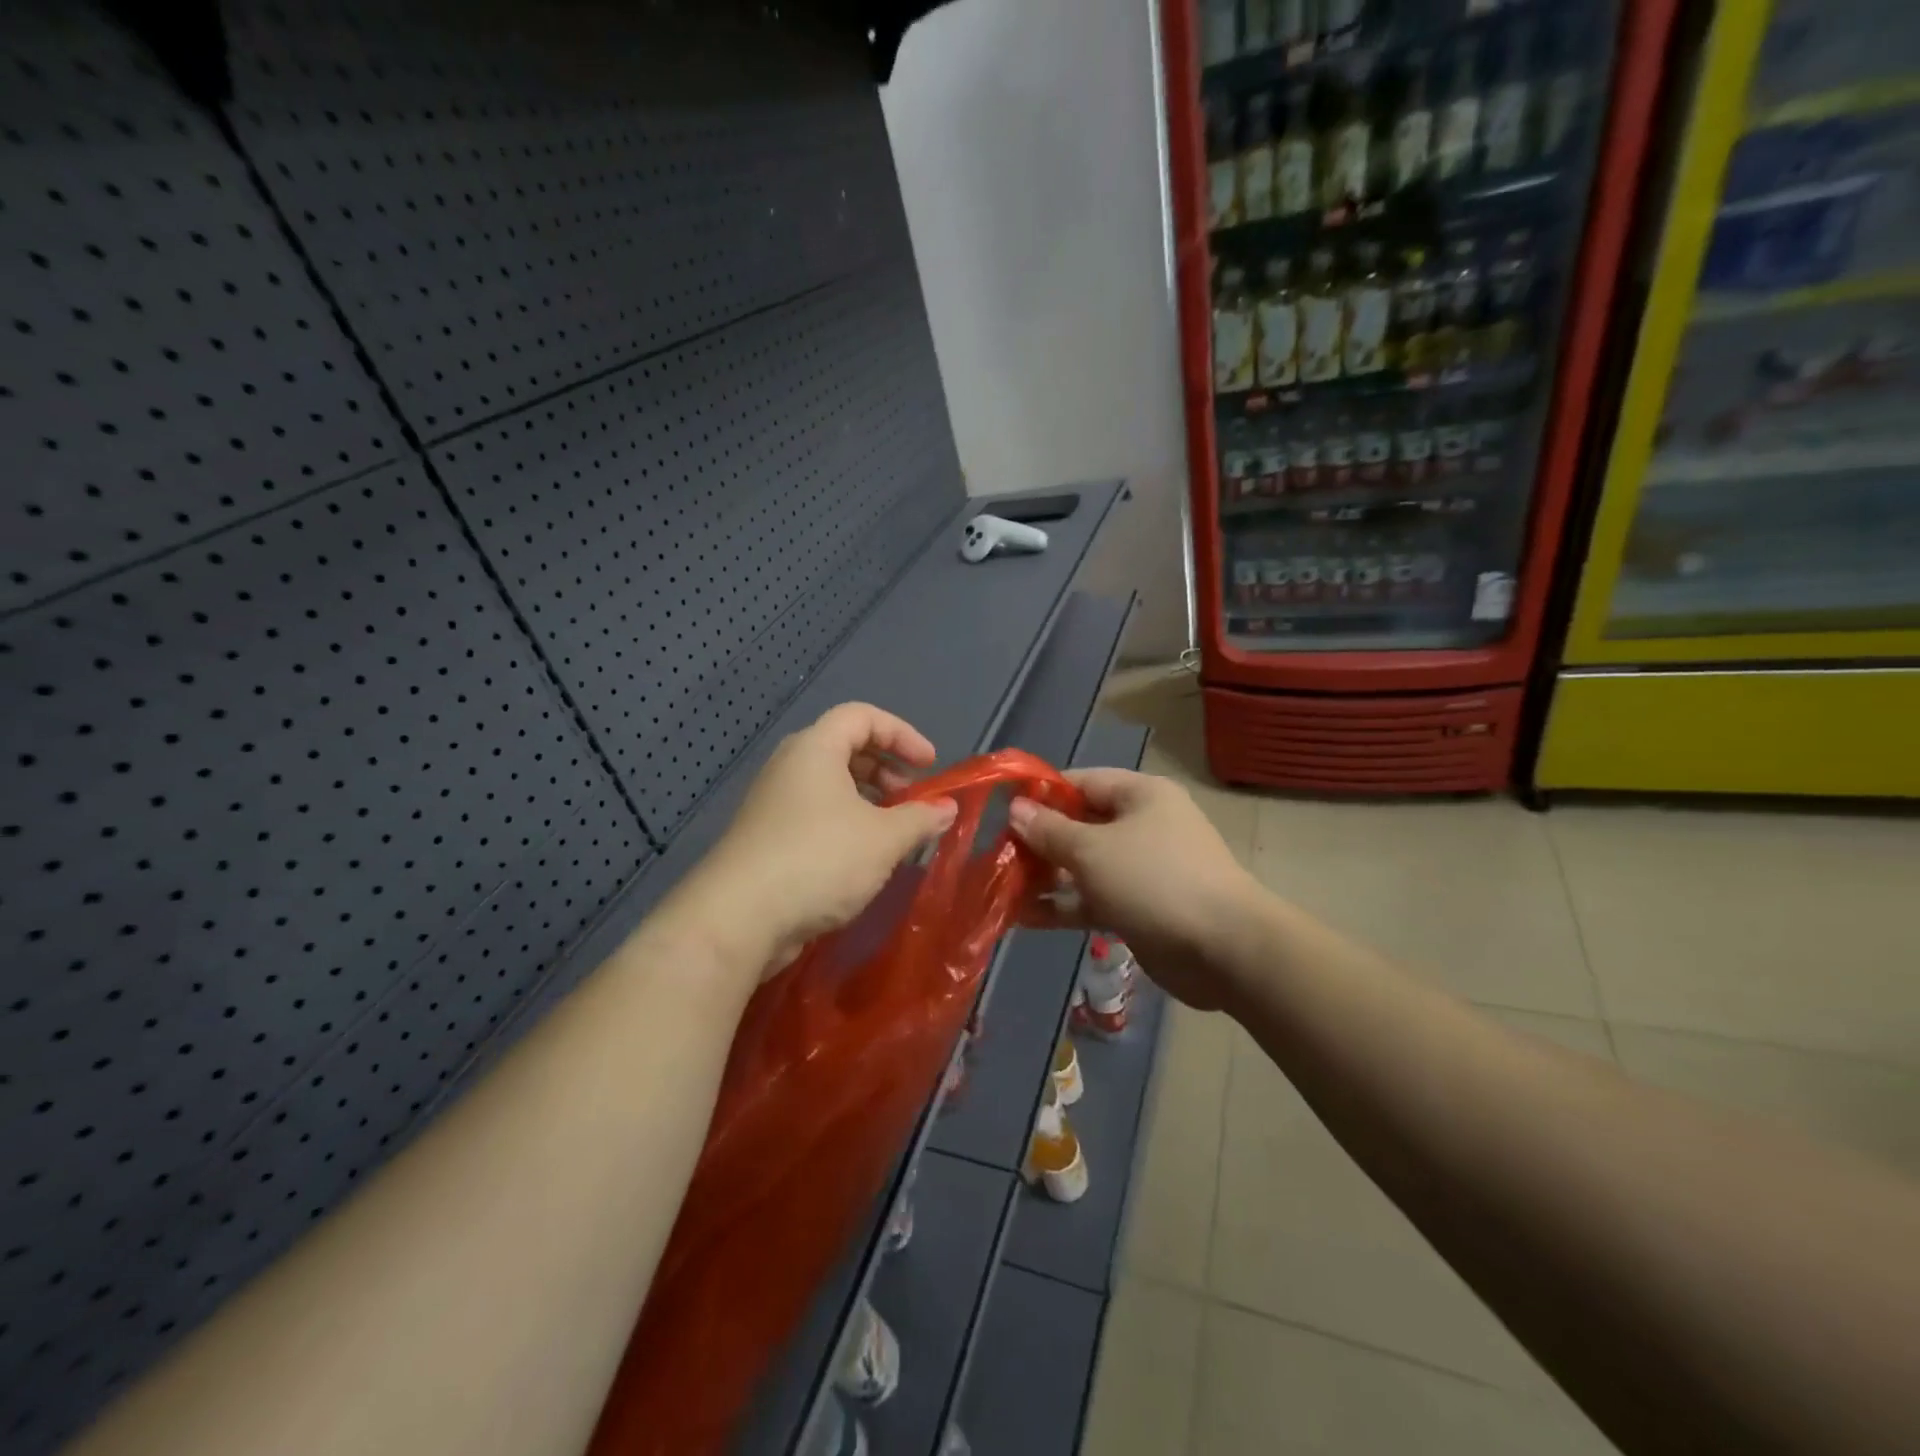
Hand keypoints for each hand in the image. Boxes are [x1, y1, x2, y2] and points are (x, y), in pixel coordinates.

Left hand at [671, 703, 957, 978]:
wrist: (739, 918)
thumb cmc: (819, 859)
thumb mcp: (884, 839)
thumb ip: (920, 818)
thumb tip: (947, 808)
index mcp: (814, 749)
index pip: (862, 716)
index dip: (902, 734)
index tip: (930, 765)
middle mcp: (790, 767)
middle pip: (845, 749)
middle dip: (887, 770)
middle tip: (912, 800)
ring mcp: (774, 803)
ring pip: (830, 787)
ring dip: (868, 802)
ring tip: (894, 834)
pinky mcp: (767, 838)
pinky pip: (816, 816)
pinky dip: (846, 825)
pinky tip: (864, 861)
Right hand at [1009, 768, 1263, 1010]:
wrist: (1225, 950)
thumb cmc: (1155, 881)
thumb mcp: (1093, 850)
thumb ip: (1050, 831)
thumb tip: (1015, 810)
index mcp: (1140, 795)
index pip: (1080, 782)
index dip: (1039, 794)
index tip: (999, 811)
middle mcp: (1141, 826)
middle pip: (1079, 825)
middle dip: (1037, 841)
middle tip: (994, 856)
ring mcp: (1141, 869)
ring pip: (1083, 866)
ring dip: (1045, 877)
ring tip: (999, 889)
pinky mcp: (1138, 908)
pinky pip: (1092, 899)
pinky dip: (1063, 906)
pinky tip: (1023, 918)